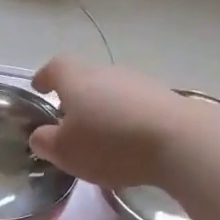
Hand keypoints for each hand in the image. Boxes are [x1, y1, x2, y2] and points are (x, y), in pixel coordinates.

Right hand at [28, 56, 195, 190]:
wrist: (180, 141)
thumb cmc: (111, 144)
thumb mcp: (66, 152)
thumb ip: (46, 142)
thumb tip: (40, 135)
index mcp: (77, 80)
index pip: (55, 67)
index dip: (45, 77)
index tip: (39, 88)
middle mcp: (107, 72)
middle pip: (85, 79)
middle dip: (75, 98)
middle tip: (69, 123)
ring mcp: (139, 82)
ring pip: (112, 92)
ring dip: (103, 110)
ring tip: (101, 138)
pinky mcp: (165, 98)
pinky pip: (136, 106)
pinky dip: (127, 119)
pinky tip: (130, 143)